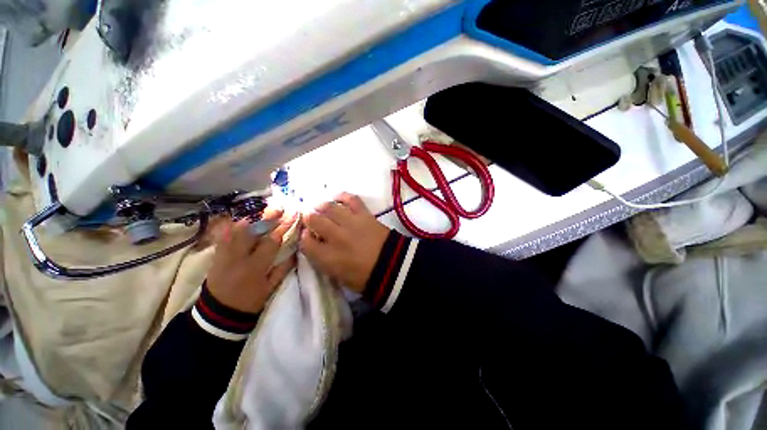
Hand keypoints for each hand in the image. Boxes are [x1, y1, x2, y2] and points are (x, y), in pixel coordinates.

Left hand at [207, 209, 296, 313]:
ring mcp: (224, 254)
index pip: (271, 241)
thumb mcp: (270, 288)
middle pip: (252, 231)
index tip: (293, 215)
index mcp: (254, 267)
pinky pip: (223, 234)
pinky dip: (233, 224)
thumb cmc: (250, 301)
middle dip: (267, 217)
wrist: (219, 313)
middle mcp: (238, 257)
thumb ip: (283, 268)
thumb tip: (295, 250)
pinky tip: (242, 217)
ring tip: (263, 209)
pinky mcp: (216, 254)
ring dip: (251, 218)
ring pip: (236, 230)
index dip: (283, 227)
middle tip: (279, 207)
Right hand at [300, 193, 389, 292]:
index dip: (305, 237)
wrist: (392, 265)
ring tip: (322, 208)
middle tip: (312, 219)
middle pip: (313, 219)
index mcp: (328, 257)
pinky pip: (351, 199)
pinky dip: (343, 196)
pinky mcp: (364, 214)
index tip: (309, 236)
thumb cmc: (365, 277)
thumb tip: (318, 246)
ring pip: (329, 207)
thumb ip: (325, 261)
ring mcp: (350, 223)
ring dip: (322, 206)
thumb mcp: (339, 276)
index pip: (305, 242)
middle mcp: (335, 237)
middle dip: (309, 218)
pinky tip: (337, 198)